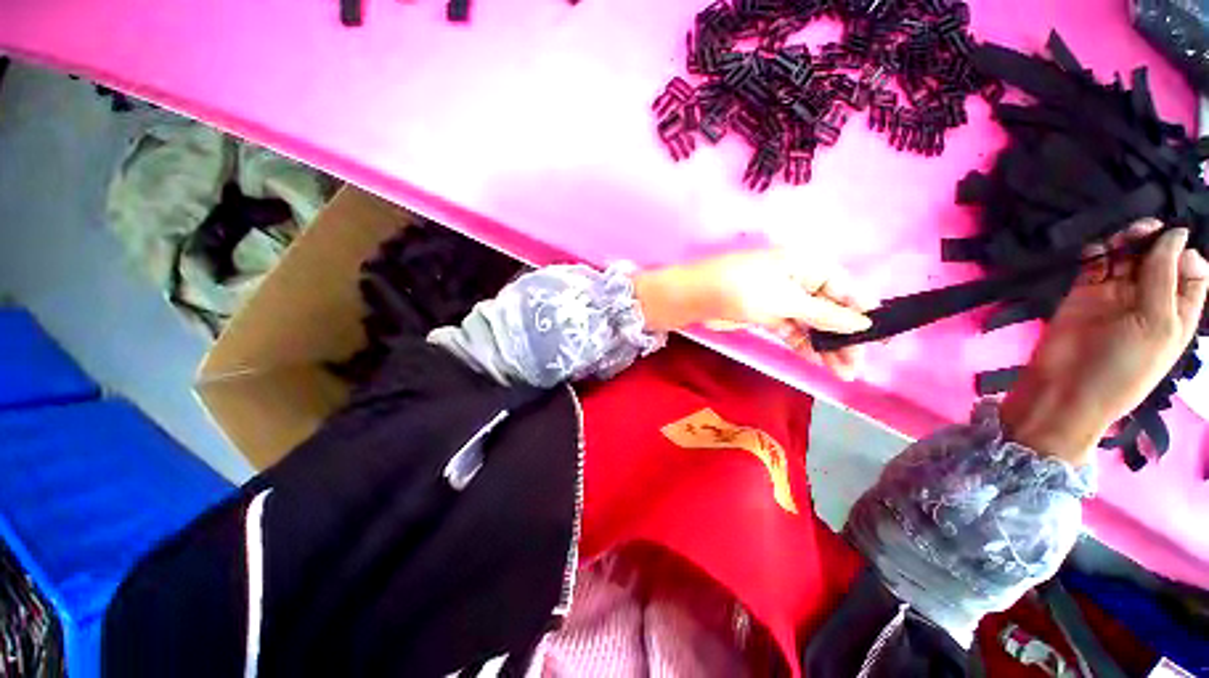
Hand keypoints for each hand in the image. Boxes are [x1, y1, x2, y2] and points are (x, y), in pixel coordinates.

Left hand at [633, 248, 873, 379]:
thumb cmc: (742, 290)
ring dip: (825, 345)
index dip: (861, 311)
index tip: (880, 335)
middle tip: (859, 364)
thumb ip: (824, 313)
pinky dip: (802, 344)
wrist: (696, 297)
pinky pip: (790, 329)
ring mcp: (779, 298)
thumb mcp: (786, 299)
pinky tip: (815, 361)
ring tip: (843, 372)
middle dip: (844, 336)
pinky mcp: (765, 314)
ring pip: (810, 322)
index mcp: (806, 265)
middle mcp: (796, 279)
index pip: (844, 287)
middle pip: (828, 308)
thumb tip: (862, 323)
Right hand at [1002, 221, 1208, 464]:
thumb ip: (1165, 277)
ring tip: (1121, 239)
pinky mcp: (1083, 293)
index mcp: (1176, 310)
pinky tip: (1095, 254)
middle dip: (1152, 239)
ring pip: (1126, 255)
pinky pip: (1094, 263)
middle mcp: (1149, 299)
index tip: (1172, 244)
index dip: (1184, 252)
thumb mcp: (1157, 324)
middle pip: (1157, 257)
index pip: (1191, 270)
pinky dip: (1096, 252)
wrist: (1065, 387)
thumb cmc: (1122, 366)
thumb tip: (1175, 232)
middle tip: (1142, 232)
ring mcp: (1115, 296)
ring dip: (1126, 241)